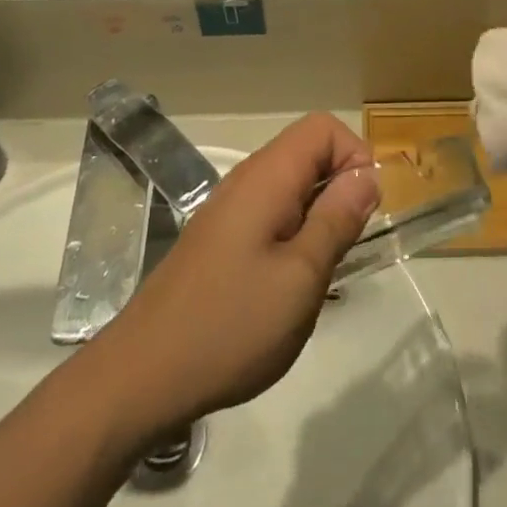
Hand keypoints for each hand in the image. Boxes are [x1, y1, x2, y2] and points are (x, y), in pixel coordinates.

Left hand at [96, 113, 379, 437]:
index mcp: (267, 178)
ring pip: (291, 187)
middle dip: (339, 190)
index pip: (323, 128)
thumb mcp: (302, 276)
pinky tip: (286, 288)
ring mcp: (228, 211)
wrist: (141, 378)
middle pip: (308, 153)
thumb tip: (366, 175)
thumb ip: (337, 219)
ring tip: (318, 273)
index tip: (362, 210)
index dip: (354, 156)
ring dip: (318, 217)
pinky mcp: (219, 240)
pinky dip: (293, 236)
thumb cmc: (231, 325)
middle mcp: (246, 181)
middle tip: (343, 248)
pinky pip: (271, 215)